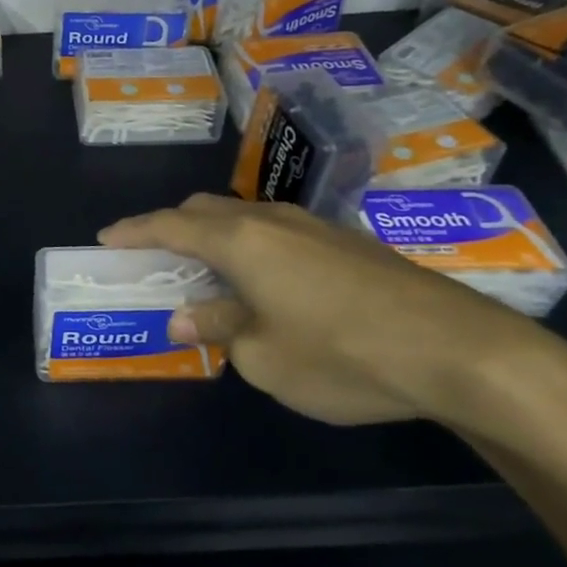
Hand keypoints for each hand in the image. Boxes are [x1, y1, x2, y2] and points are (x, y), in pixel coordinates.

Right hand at [99, 194, 566, 425]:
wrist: (461, 350)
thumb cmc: (343, 354)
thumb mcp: (265, 356)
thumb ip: (219, 327)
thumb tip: (189, 315)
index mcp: (240, 240)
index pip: (169, 225)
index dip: (133, 231)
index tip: (106, 239)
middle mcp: (272, 219)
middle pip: (205, 210)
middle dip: (173, 229)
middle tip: (156, 260)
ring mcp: (315, 226)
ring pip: (245, 219)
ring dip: (216, 239)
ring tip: (210, 276)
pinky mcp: (348, 241)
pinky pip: (279, 234)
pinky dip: (254, 249)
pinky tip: (268, 285)